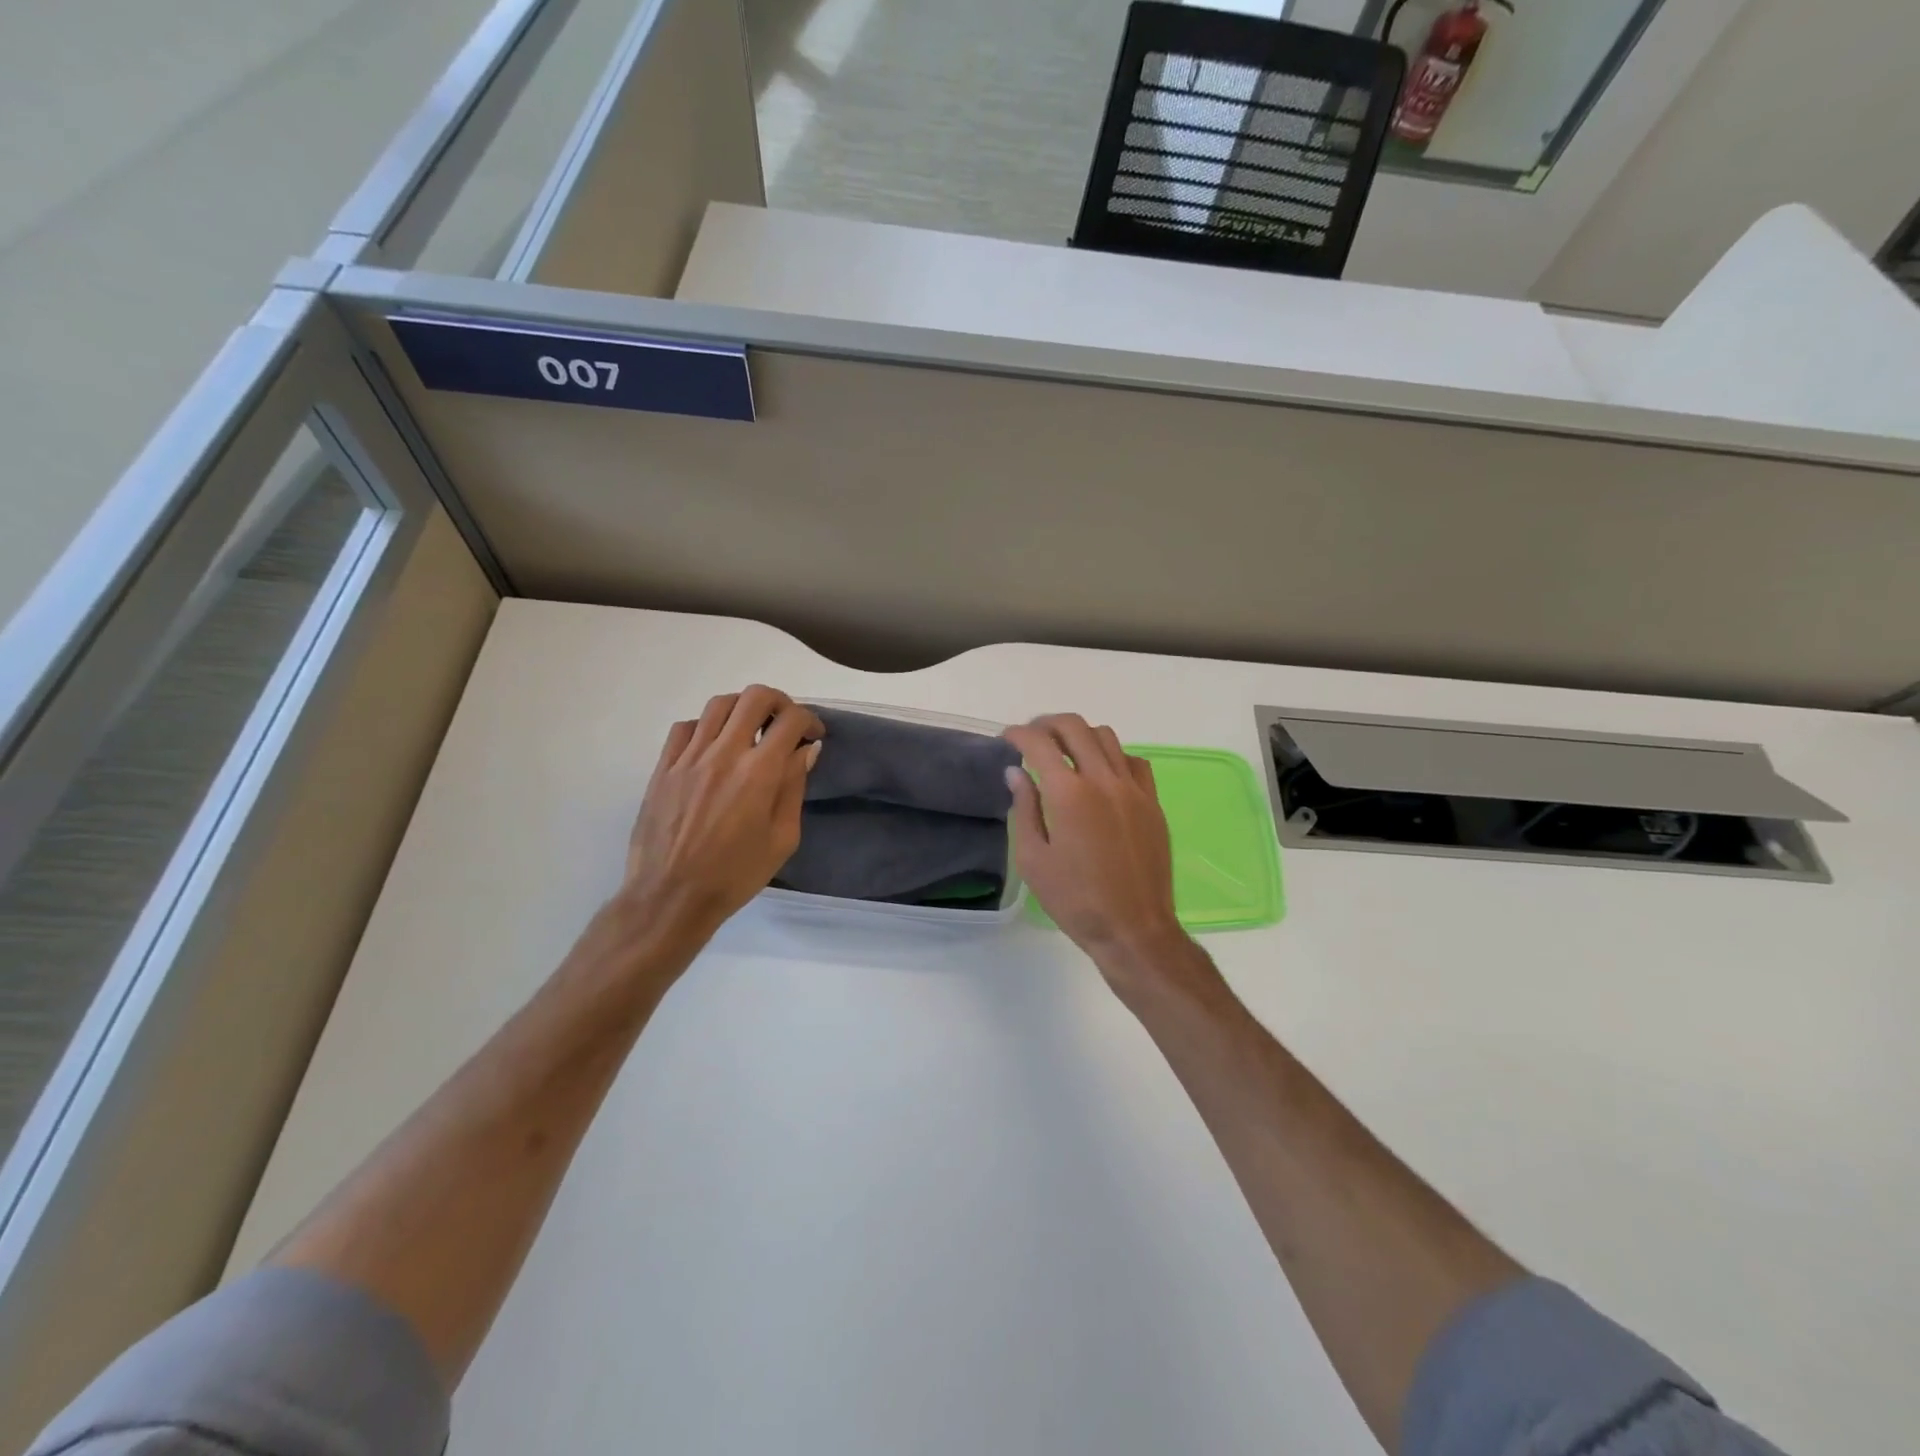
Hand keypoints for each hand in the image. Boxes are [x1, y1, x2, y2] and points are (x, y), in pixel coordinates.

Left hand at [619, 686, 822, 946]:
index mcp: (759, 773)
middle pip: (754, 698)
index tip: (813, 737)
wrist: (671, 898)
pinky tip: (713, 747)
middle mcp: (724, 754)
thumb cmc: (735, 875)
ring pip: (718, 704)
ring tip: (750, 730)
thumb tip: (805, 751)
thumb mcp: (782, 838)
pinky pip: (685, 727)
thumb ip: (794, 788)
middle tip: (785, 724)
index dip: (810, 721)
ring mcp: (689, 757)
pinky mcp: (663, 767)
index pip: (790, 721)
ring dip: (742, 709)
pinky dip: (706, 726)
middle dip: (779, 703)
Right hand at [1003, 714, 1186, 978]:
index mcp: (1069, 793)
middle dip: (1048, 724)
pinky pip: (1133, 761)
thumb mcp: (1034, 859)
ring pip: (1106, 737)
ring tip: (1065, 751)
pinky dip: (1112, 756)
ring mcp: (1133, 788)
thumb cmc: (1075, 900)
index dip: (1019, 734)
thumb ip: (1024, 809)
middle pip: (1075, 727)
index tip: (1008, 739)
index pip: (1040, 743)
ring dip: (1080, 735)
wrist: (1134, 928)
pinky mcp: (1152, 802)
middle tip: (1032, 737)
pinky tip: (1102, 774)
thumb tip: (1017, 773)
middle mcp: (1103, 779)